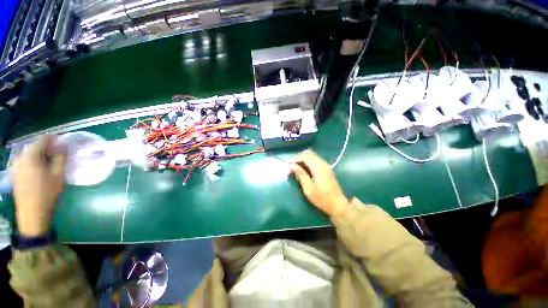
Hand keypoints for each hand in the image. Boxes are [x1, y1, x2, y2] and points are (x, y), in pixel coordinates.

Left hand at [13, 136, 66, 236]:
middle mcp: (21, 157)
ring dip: (41, 156)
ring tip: (50, 166)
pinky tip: (40, 173)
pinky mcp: (16, 173)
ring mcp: (16, 165)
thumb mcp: (59, 174)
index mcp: (32, 155)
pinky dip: (35, 163)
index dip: (55, 140)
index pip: (44, 138)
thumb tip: (63, 145)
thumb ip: (61, 157)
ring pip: (31, 154)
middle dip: (48, 149)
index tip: (64, 147)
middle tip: (58, 158)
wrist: (32, 213)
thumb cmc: (47, 193)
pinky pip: (26, 162)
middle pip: (36, 146)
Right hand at [290, 150, 348, 216]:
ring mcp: (326, 166)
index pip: (305, 156)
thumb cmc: (322, 198)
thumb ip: (300, 174)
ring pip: (313, 156)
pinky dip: (309, 162)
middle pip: (309, 154)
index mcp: (318, 167)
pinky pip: (316, 160)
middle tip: (292, 166)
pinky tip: (305, 170)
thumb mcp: (308, 188)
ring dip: (304, 159)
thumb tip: (291, 165)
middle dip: (299, 158)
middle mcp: (323, 163)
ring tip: (297, 168)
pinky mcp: (327, 169)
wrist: (338, 205)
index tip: (288, 165)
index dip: (295, 159)